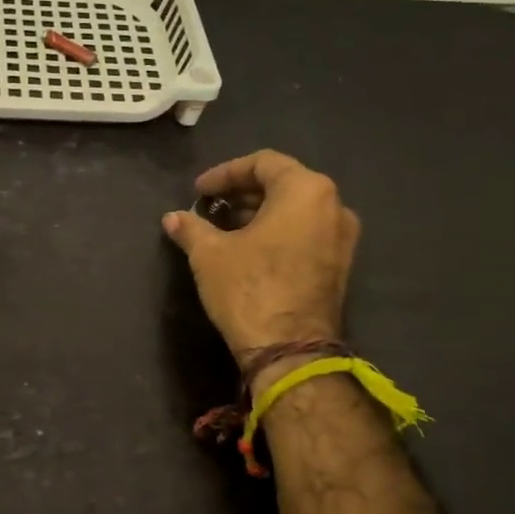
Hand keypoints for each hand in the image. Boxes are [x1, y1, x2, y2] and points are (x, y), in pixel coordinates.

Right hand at [163, 150, 359, 367]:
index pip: (263, 163)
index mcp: (305, 190)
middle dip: (243, 192)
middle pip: (283, 183)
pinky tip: (247, 249)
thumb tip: (172, 218)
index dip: (225, 173)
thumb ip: (191, 228)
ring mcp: (342, 237)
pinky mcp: (339, 265)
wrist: (290, 350)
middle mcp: (333, 205)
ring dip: (259, 213)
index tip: (198, 191)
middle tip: (210, 207)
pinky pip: (306, 232)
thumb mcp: (209, 255)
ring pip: (296, 210)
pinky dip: (277, 232)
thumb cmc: (249, 290)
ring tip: (223, 228)